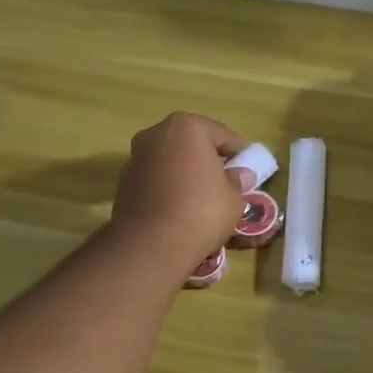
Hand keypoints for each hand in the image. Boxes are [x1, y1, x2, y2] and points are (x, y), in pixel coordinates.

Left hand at [110, 113, 250, 275]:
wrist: (152, 244)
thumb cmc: (202, 211)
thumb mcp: (234, 197)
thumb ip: (237, 180)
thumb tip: (239, 174)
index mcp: (187, 128)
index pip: (221, 134)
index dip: (238, 151)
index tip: (248, 165)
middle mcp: (157, 134)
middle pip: (191, 142)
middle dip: (207, 158)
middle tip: (224, 178)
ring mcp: (136, 157)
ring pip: (170, 160)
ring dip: (184, 171)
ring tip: (201, 195)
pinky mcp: (124, 182)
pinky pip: (155, 178)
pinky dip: (167, 186)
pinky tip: (179, 206)